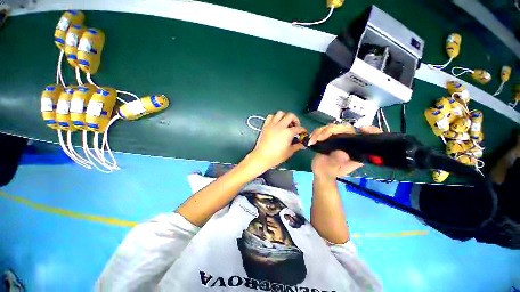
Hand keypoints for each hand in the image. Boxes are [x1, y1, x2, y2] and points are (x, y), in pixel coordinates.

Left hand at [249, 111, 306, 169]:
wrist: (262, 157)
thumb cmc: (276, 156)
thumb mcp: (289, 152)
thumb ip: (297, 146)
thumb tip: (302, 144)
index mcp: (288, 132)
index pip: (298, 128)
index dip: (302, 130)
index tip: (303, 132)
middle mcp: (280, 126)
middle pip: (290, 116)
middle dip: (295, 120)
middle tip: (295, 126)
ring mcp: (272, 125)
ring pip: (280, 113)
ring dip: (284, 117)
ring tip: (285, 123)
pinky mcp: (265, 126)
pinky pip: (270, 117)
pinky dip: (274, 118)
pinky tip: (276, 123)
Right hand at [309, 124, 381, 179]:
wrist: (320, 171)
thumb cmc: (328, 171)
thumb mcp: (332, 169)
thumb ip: (337, 161)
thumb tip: (342, 153)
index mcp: (356, 151)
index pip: (368, 139)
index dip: (372, 131)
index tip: (363, 129)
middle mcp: (351, 143)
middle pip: (346, 129)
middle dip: (330, 131)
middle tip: (319, 138)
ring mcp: (341, 138)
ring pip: (334, 127)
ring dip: (321, 132)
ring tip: (312, 140)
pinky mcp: (332, 136)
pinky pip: (326, 129)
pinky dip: (317, 132)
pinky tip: (312, 138)